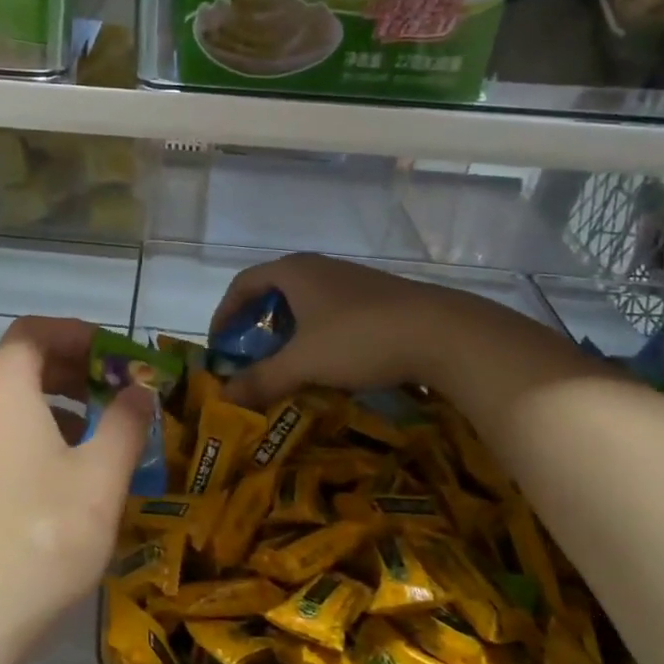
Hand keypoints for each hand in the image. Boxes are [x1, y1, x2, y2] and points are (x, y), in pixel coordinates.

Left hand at [0, 316, 151, 663]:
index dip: (77, 333)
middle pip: (17, 363)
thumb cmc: (44, 538)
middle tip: (113, 390)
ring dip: (50, 402)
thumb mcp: (101, 477)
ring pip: (4, 400)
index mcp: (0, 392)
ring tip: (94, 432)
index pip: (32, 332)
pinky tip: (59, 470)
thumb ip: (125, 422)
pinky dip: (27, 430)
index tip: (115, 354)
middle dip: (70, 368)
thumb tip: (139, 391)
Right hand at [210, 253, 441, 409]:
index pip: (243, 284)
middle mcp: (319, 268)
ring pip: (305, 303)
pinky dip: (316, 334)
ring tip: (286, 363)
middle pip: (273, 291)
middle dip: (256, 324)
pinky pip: (331, 312)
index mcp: (294, 272)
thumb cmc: (360, 339)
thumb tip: (223, 396)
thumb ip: (261, 379)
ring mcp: (352, 281)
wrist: (444, 333)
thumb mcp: (303, 363)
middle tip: (250, 356)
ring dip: (288, 331)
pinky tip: (328, 362)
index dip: (224, 313)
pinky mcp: (378, 298)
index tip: (219, 344)